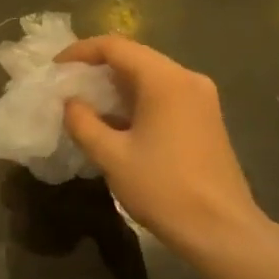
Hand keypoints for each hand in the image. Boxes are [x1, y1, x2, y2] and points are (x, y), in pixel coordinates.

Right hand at [58, 35, 269, 258]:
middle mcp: (187, 79)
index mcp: (165, 80)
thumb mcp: (112, 156)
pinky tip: (118, 122)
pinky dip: (138, 100)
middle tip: (68, 85)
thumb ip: (83, 123)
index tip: (56, 68)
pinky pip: (165, 95)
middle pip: (135, 58)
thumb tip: (71, 104)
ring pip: (151, 77)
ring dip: (118, 86)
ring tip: (87, 104)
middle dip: (98, 68)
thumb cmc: (164, 189)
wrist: (222, 231)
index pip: (116, 47)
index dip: (81, 51)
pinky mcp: (207, 118)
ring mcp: (202, 98)